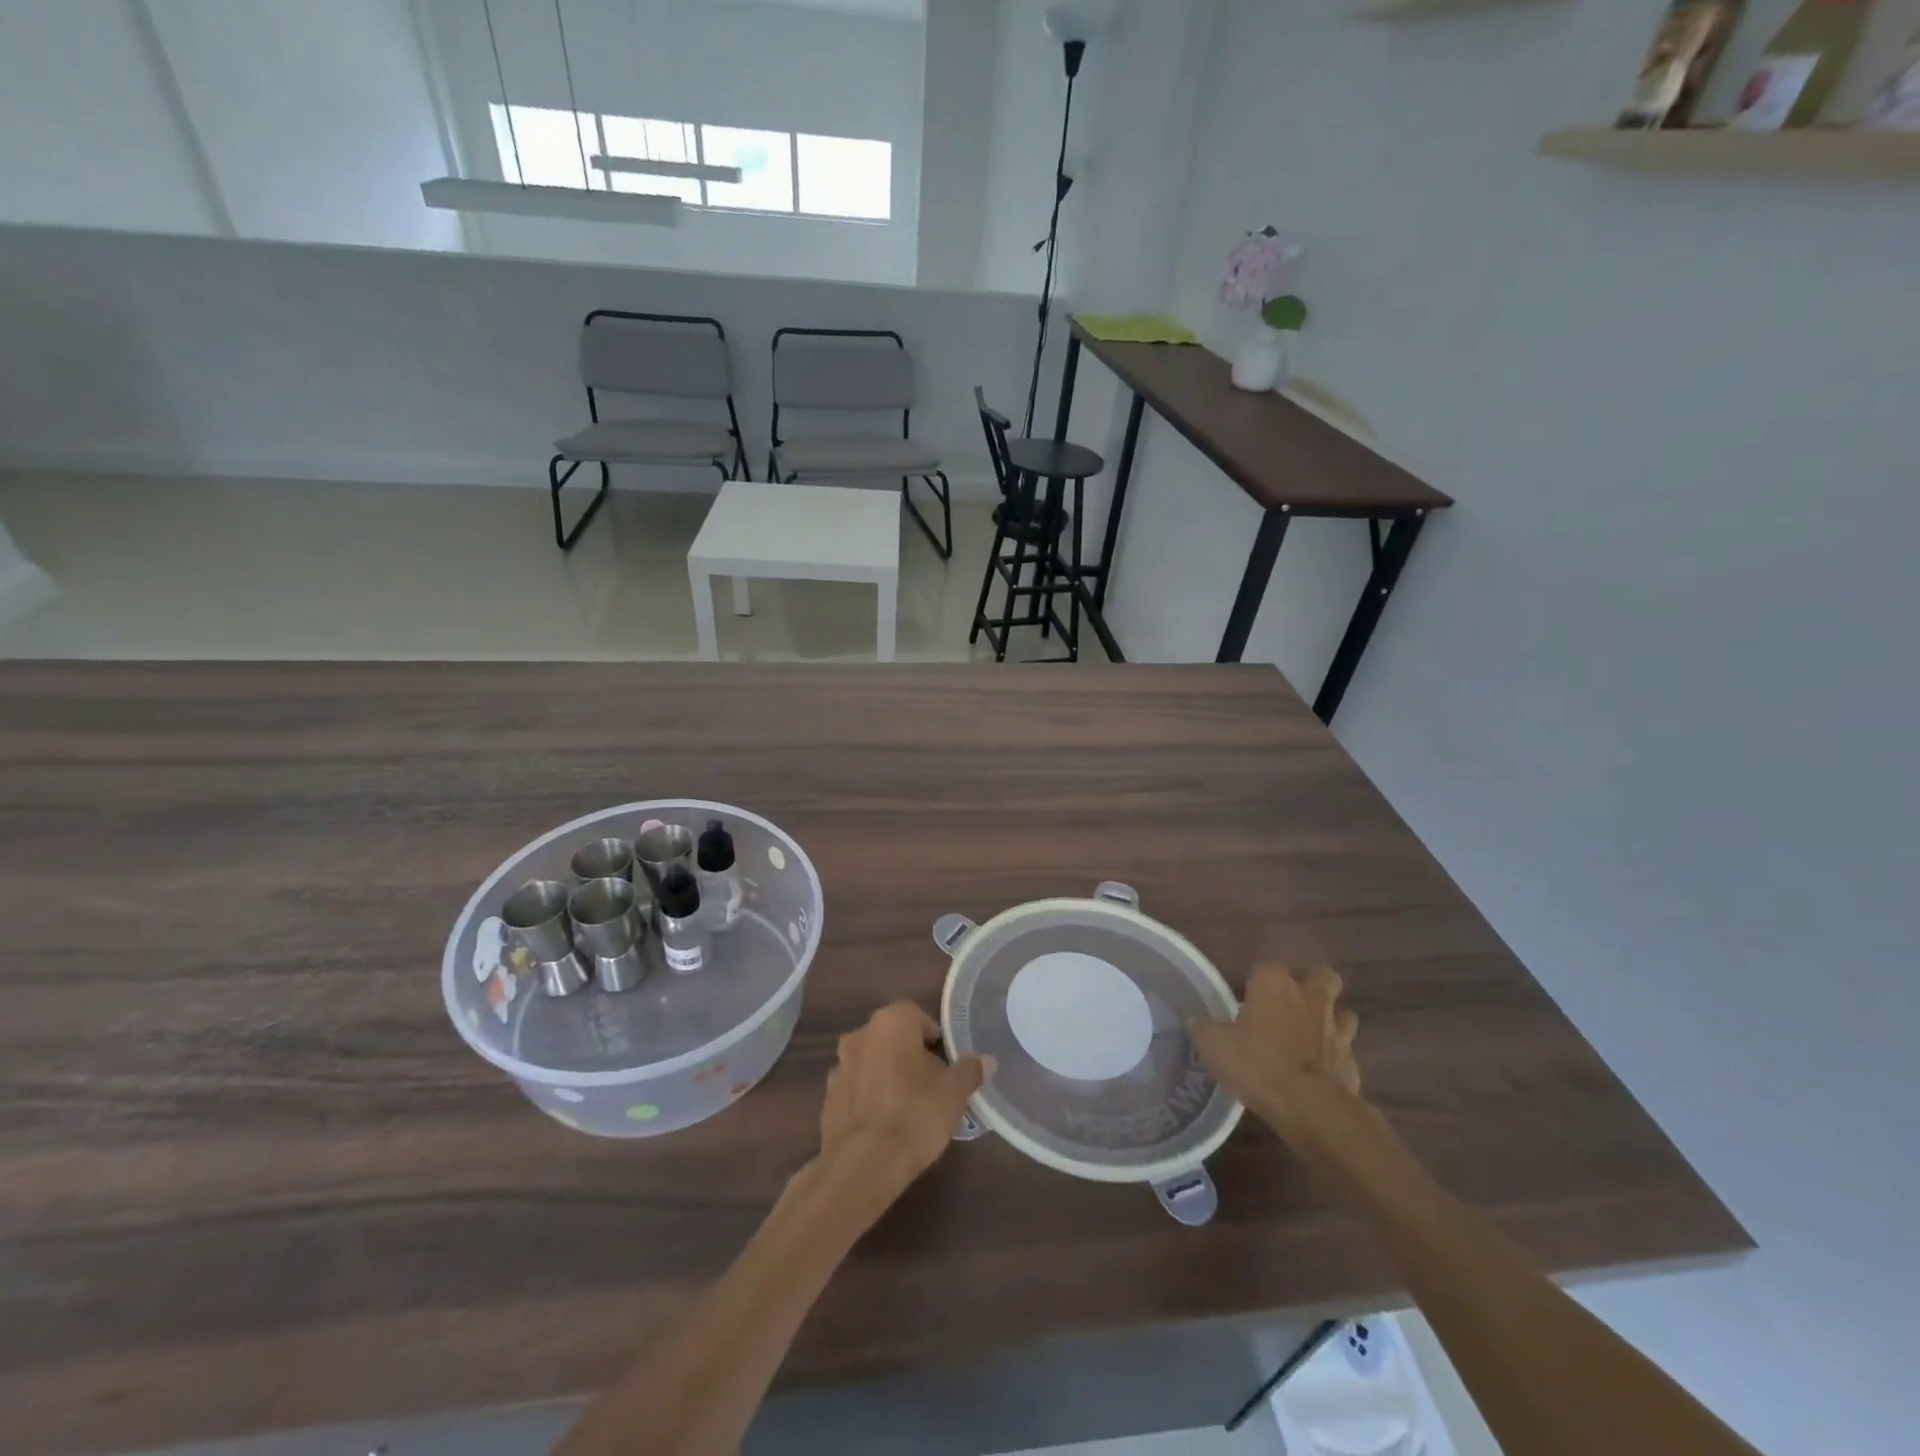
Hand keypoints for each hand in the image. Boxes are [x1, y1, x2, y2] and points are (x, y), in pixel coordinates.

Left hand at [816, 1002, 991, 1209]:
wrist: (861, 1165)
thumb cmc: (914, 1116)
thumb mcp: (953, 1094)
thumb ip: (970, 1071)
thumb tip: (987, 1060)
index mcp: (891, 1022)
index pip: (918, 1015)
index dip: (935, 1038)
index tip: (946, 1065)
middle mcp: (861, 1034)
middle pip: (893, 1037)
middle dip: (911, 1055)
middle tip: (932, 1085)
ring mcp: (840, 1065)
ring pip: (873, 1061)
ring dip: (888, 1074)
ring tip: (908, 1106)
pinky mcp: (828, 1096)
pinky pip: (856, 1087)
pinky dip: (869, 1096)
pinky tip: (884, 1123)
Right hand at [1189, 965, 1361, 1148]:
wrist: (1311, 1108)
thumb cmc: (1258, 1065)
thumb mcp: (1214, 1046)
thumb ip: (1203, 1027)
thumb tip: (1193, 1018)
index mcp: (1274, 984)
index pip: (1267, 966)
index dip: (1258, 981)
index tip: (1247, 1000)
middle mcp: (1309, 997)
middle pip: (1321, 976)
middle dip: (1313, 985)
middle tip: (1292, 1005)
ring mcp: (1336, 1028)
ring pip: (1343, 1011)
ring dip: (1331, 1019)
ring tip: (1312, 1035)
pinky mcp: (1352, 1061)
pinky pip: (1346, 1050)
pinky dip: (1336, 1057)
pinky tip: (1320, 1071)